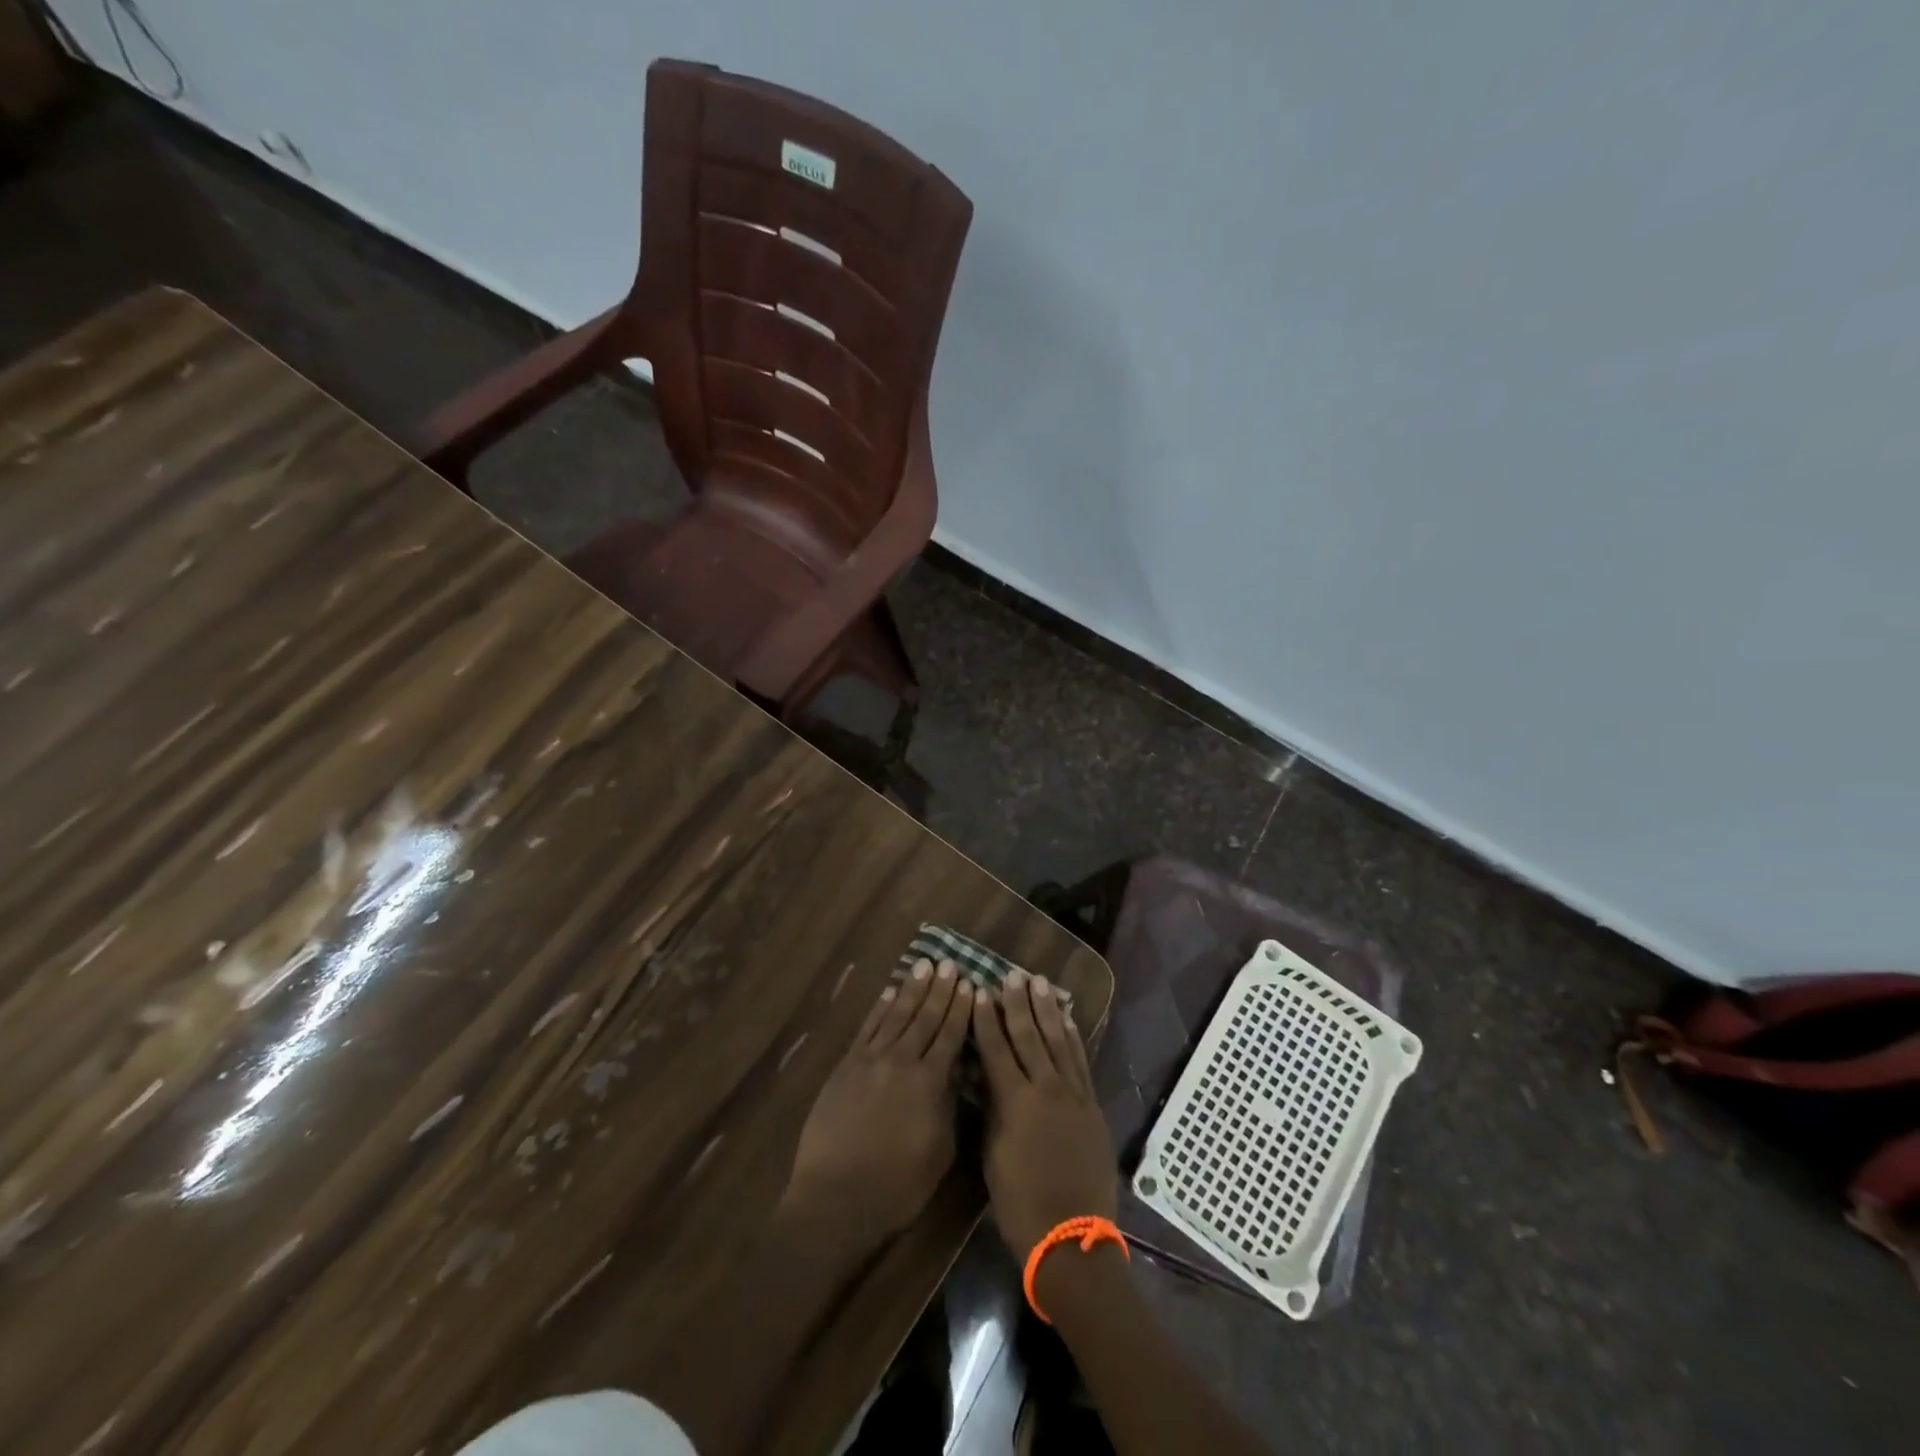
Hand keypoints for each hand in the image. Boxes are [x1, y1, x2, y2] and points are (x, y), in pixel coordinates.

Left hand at [782, 959, 972, 1254]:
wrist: (836, 1199)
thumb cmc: (898, 1187)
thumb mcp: (940, 1151)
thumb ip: (949, 1105)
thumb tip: (955, 1073)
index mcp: (930, 1082)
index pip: (951, 1034)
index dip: (961, 1008)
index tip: (970, 983)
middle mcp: (902, 1061)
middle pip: (925, 1017)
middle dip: (940, 989)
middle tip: (950, 963)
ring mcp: (871, 1060)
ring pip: (896, 1015)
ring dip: (912, 989)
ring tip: (924, 965)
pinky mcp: (846, 1067)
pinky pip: (868, 1028)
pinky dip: (880, 1008)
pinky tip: (889, 992)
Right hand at [974, 970, 1116, 1256]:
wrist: (1072, 1239)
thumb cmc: (1020, 1204)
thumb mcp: (993, 1156)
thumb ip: (993, 1110)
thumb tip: (987, 1077)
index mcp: (1015, 1102)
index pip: (996, 1049)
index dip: (987, 1019)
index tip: (980, 991)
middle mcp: (1046, 1089)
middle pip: (1029, 1036)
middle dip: (1017, 1004)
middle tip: (1011, 975)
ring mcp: (1073, 1095)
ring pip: (1058, 1041)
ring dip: (1047, 1010)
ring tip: (1038, 983)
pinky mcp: (1092, 1105)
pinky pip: (1080, 1061)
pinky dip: (1072, 1036)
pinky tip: (1067, 1018)